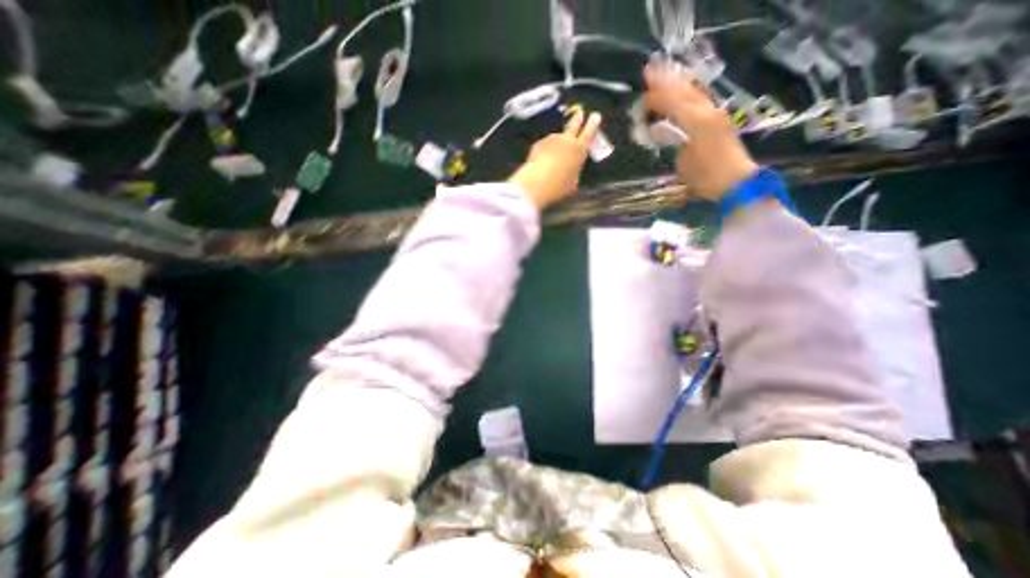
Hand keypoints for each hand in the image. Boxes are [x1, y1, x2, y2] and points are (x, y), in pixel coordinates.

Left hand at [508, 108, 605, 210]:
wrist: (537, 182)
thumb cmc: (559, 186)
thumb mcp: (573, 182)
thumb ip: (574, 171)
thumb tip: (572, 170)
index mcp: (580, 149)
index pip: (589, 132)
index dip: (593, 123)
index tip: (595, 116)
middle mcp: (567, 140)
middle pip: (574, 125)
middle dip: (578, 119)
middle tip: (580, 113)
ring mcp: (551, 140)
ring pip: (557, 137)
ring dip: (558, 141)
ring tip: (555, 152)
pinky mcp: (539, 144)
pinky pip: (545, 146)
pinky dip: (545, 151)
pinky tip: (542, 161)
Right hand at [642, 61, 754, 199]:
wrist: (735, 182)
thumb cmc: (705, 177)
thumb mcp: (683, 161)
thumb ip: (673, 139)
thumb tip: (660, 128)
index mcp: (697, 122)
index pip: (674, 102)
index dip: (657, 97)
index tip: (641, 97)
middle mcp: (708, 112)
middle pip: (685, 91)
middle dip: (667, 82)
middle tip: (650, 72)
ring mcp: (716, 115)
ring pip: (695, 93)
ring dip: (678, 84)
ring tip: (665, 77)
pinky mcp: (720, 121)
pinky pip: (700, 101)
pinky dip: (687, 94)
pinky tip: (682, 93)